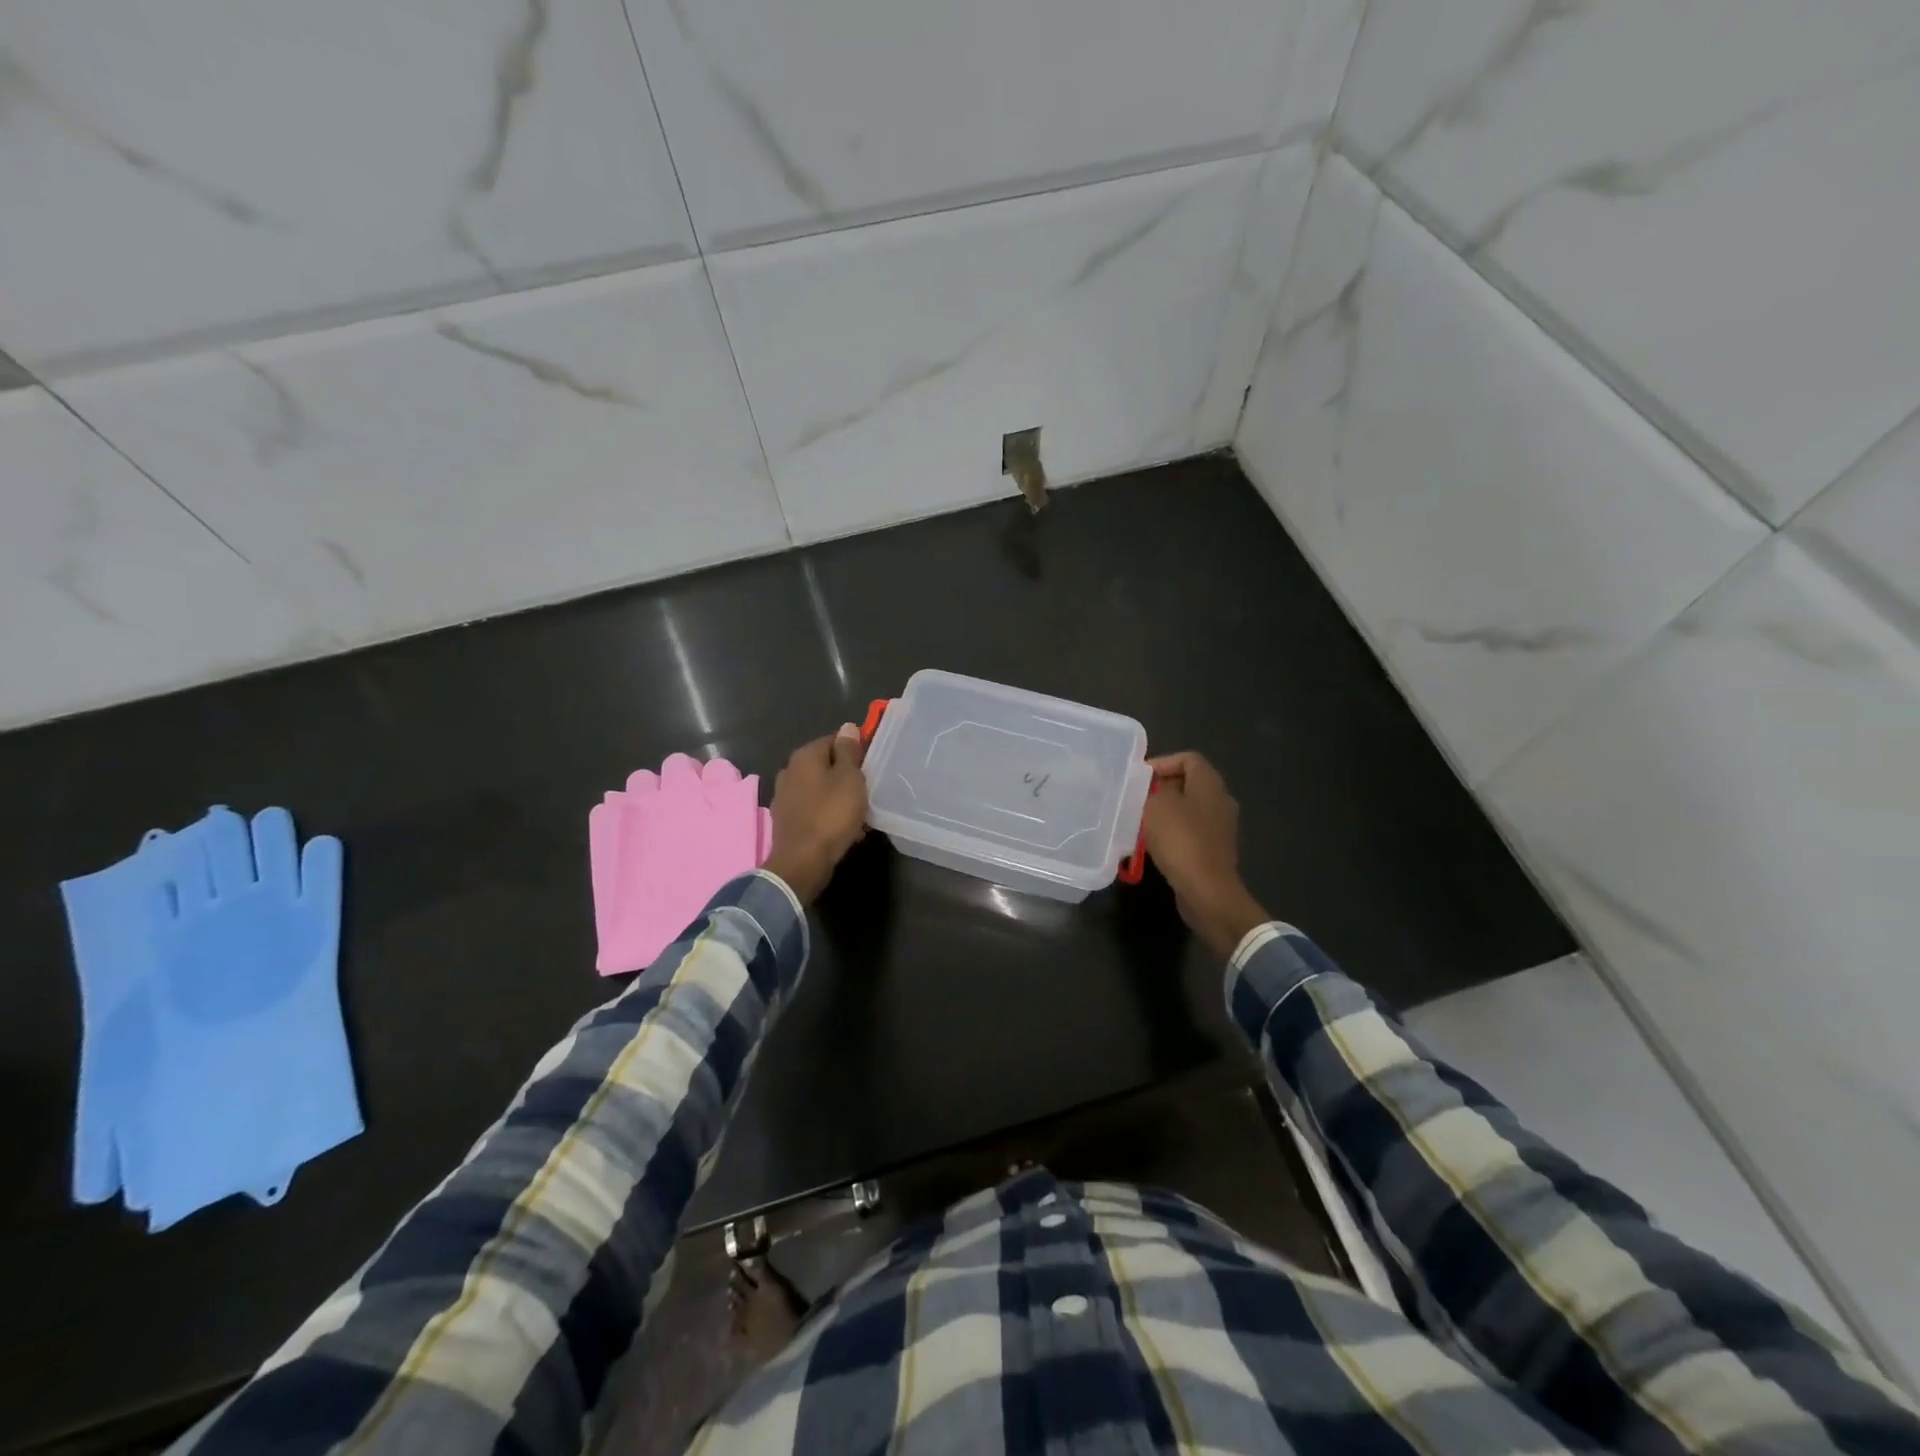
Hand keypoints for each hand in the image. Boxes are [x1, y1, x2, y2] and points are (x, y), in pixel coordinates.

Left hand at [763, 726, 868, 903]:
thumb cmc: (831, 815)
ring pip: (820, 789)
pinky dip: (827, 814)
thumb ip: (849, 751)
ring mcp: (784, 796)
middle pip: (826, 766)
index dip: (855, 752)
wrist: (803, 861)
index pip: (834, 740)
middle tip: (866, 793)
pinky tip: (842, 829)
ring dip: (838, 798)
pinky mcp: (785, 819)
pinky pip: (813, 809)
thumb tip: (847, 727)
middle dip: (846, 777)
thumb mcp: (849, 778)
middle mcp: (789, 770)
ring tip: (858, 814)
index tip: (870, 769)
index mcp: (804, 755)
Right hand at [1142, 752, 1271, 958]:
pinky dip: (1173, 832)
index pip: (1188, 758)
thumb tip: (1155, 788)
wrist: (1206, 890)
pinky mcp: (1215, 848)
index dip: (1163, 762)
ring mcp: (1221, 826)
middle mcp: (1221, 800)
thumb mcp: (1157, 806)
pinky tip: (1155, 843)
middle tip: (1138, 799)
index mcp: (1210, 784)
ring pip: (1189, 808)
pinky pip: (1191, 830)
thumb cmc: (1180, 840)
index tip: (1140, 779)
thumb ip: (1153, 789)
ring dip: (1166, 812)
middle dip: (1162, 788)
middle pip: (1189, 783)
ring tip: (1142, 821)